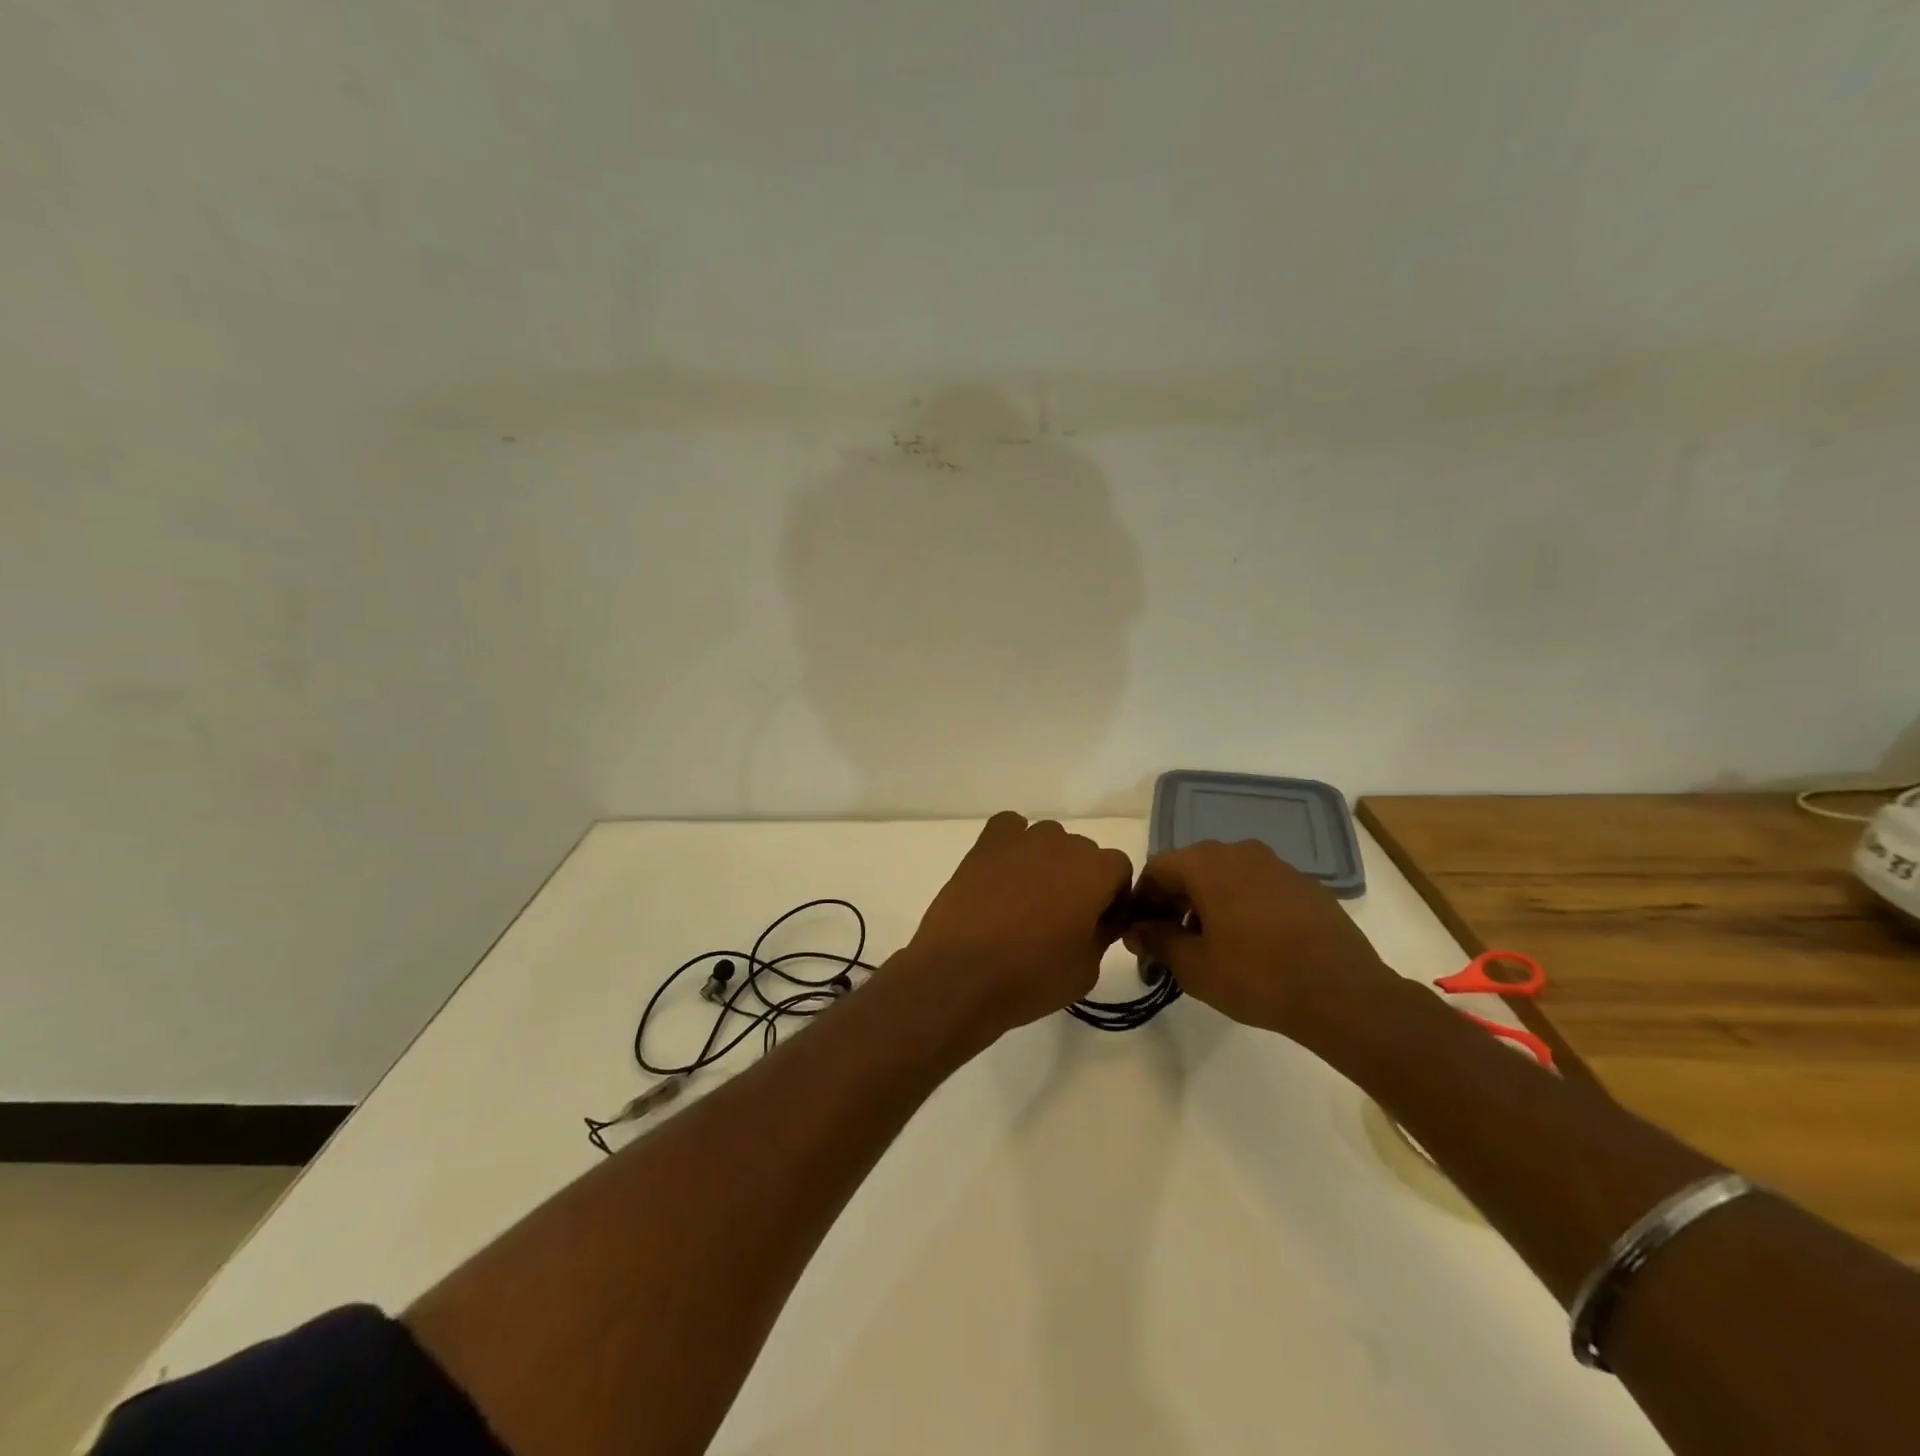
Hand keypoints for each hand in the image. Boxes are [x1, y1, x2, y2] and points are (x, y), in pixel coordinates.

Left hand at [905, 812, 1133, 1041]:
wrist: (960, 974)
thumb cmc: (1031, 977)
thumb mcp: (1086, 970)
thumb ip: (1102, 934)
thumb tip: (1100, 919)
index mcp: (1095, 871)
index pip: (1119, 869)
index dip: (1113, 898)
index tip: (1097, 926)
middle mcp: (1062, 844)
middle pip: (1083, 854)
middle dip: (1080, 881)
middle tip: (1060, 920)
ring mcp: (1022, 839)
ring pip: (1048, 841)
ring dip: (1047, 864)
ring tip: (1026, 901)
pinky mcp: (986, 843)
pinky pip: (1010, 828)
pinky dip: (1013, 844)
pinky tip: (1004, 874)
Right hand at [1122, 839, 1403, 1051]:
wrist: (1342, 993)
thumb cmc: (1255, 976)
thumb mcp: (1193, 966)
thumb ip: (1157, 940)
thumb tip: (1135, 929)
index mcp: (1206, 863)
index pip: (1156, 869)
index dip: (1141, 900)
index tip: (1138, 933)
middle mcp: (1239, 851)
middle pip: (1191, 869)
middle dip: (1173, 902)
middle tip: (1169, 942)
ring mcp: (1277, 865)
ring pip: (1226, 876)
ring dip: (1208, 903)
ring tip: (1209, 945)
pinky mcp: (1305, 885)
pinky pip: (1258, 887)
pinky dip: (1242, 906)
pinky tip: (1250, 943)